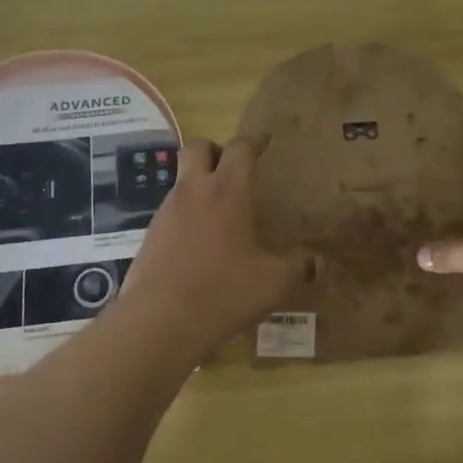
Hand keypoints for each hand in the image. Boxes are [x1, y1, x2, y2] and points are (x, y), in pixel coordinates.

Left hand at [121, 135, 317, 355]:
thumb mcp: (273, 283)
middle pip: (197, 147)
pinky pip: (171, 212)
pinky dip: (187, 215)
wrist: (159, 322)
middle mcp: (193, 192)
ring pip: (182, 180)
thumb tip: (313, 263)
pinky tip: (199, 243)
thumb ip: (296, 268)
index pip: (240, 149)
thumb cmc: (224, 292)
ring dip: (200, 184)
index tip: (264, 140)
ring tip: (220, 212)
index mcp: (227, 191)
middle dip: (216, 149)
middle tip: (233, 167)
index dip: (254, 141)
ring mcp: (166, 212)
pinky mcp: (149, 236)